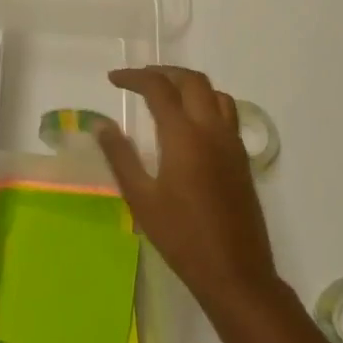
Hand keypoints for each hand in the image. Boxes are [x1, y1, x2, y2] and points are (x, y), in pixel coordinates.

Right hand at [95, 66, 278, 315]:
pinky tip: (192, 123)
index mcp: (184, 135)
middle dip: (163, 72)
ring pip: (215, 93)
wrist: (235, 271)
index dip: (134, 78)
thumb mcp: (141, 198)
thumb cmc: (181, 237)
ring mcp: (232, 142)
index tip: (113, 80)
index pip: (158, 88)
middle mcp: (212, 129)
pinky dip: (207, 102)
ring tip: (166, 94)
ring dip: (189, 84)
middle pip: (192, 81)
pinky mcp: (242, 158)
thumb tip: (101, 124)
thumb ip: (120, 156)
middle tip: (138, 80)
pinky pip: (227, 113)